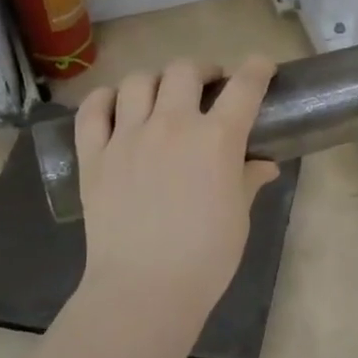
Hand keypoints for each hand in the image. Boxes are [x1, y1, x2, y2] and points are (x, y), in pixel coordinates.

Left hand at [72, 57, 280, 339]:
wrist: (144, 289)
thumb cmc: (206, 257)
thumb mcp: (239, 216)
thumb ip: (249, 180)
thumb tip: (263, 165)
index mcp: (216, 138)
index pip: (244, 86)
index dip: (257, 69)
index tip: (261, 67)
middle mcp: (171, 125)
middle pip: (184, 70)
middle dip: (202, 70)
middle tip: (208, 86)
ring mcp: (127, 137)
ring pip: (138, 81)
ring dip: (155, 81)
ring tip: (161, 96)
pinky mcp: (93, 156)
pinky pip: (93, 110)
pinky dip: (105, 99)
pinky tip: (115, 105)